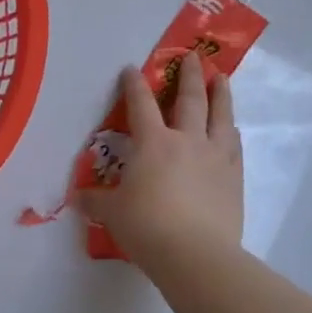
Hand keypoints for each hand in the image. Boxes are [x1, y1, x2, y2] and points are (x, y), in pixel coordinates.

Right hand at [79, 53, 242, 270]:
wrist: (196, 255)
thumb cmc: (147, 227)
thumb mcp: (112, 213)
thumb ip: (96, 200)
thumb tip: (77, 198)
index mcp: (153, 143)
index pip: (141, 105)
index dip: (134, 85)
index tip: (132, 69)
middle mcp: (187, 141)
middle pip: (190, 100)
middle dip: (190, 76)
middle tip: (192, 57)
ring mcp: (215, 157)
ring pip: (221, 116)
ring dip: (221, 94)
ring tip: (222, 78)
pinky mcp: (234, 178)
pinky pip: (234, 146)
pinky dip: (232, 131)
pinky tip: (233, 129)